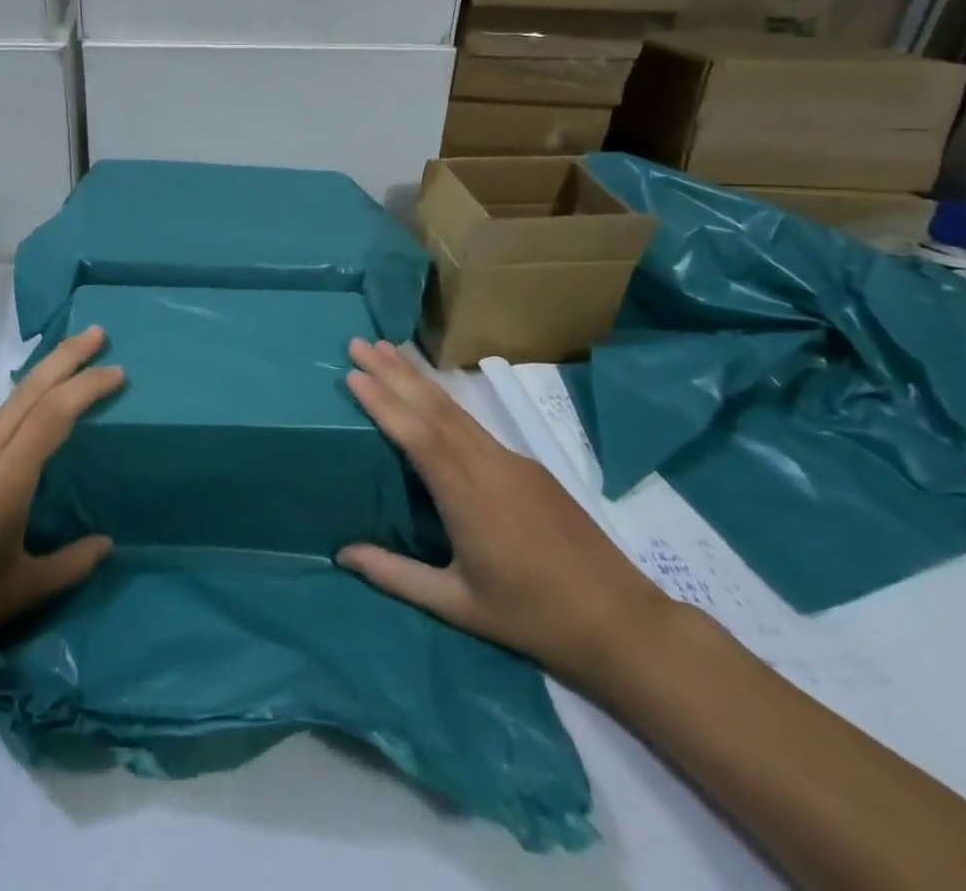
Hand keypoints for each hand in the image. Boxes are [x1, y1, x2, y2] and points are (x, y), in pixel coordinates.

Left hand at [0, 327, 121, 679]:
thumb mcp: (19, 591)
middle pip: (29, 390)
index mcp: (6, 477)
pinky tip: (30, 416)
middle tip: (98, 332)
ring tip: (71, 365)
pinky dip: (22, 403)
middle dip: (66, 356)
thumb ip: (69, 565)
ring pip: (9, 401)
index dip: (88, 387)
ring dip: (43, 376)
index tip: (118, 370)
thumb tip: (107, 545)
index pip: (54, 414)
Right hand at [338, 339, 669, 686]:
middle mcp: (489, 465)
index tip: (353, 373)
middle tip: (358, 343)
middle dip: (393, 373)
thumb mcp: (460, 606)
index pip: (418, 436)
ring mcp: (512, 461)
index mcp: (468, 497)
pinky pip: (475, 424)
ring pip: (456, 410)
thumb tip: (342, 553)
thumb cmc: (534, 617)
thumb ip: (397, 576)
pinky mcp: (528, 466)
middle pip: (434, 408)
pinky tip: (430, 394)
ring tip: (386, 350)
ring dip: (418, 378)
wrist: (623, 622)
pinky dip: (444, 399)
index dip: (385, 403)